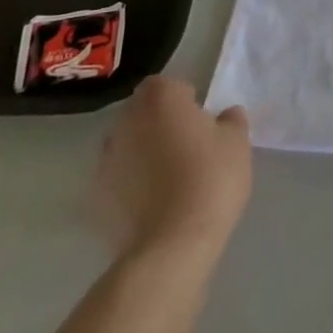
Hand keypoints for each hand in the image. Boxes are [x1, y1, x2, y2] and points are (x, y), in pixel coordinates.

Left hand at [95, 76, 251, 263]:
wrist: (170, 247)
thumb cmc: (209, 179)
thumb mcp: (237, 142)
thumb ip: (230, 120)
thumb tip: (224, 117)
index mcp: (160, 98)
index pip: (167, 85)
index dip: (183, 100)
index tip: (200, 120)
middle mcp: (126, 122)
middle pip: (142, 113)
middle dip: (160, 124)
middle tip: (187, 146)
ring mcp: (105, 161)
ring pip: (127, 146)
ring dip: (143, 153)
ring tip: (169, 178)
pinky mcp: (95, 199)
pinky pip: (118, 180)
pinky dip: (131, 185)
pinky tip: (153, 205)